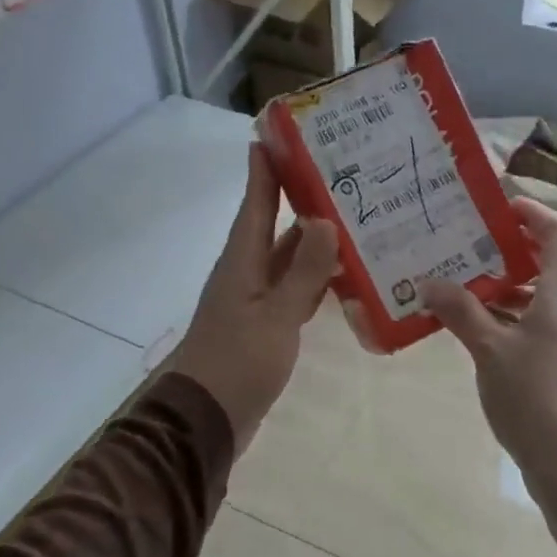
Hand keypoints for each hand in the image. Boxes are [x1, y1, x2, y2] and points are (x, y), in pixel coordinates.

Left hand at [171, 145, 339, 452]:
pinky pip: (293, 290)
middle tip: (339, 174)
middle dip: (299, 199)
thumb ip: (302, 272)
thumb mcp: (276, 317)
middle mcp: (246, 273)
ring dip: (312, 240)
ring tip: (352, 217)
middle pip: (272, 226)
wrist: (205, 421)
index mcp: (241, 262)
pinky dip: (314, 278)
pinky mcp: (264, 326)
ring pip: (286, 259)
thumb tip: (325, 221)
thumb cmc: (237, 364)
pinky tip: (342, 275)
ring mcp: (255, 301)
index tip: (277, 135)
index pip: (254, 204)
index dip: (264, 170)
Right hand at [420, 199, 556, 546]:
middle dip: (535, 243)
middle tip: (494, 243)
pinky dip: (523, 311)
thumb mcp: (490, 352)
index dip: (537, 214)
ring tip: (479, 282)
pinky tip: (487, 326)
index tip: (503, 208)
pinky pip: (550, 320)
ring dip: (525, 280)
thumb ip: (461, 313)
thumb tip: (429, 282)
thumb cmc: (534, 399)